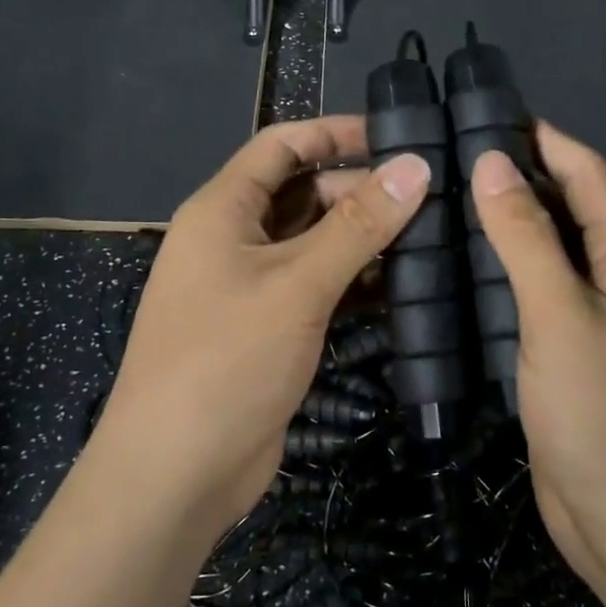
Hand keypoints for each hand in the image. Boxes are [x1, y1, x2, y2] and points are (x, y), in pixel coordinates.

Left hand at [94, 117, 430, 537]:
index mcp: (223, 209)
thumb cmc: (226, 359)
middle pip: (303, 193)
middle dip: (360, 190)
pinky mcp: (268, 328)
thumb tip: (415, 166)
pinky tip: (403, 286)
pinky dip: (354, 282)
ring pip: (314, 243)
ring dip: (363, 239)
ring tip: (431, 234)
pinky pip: (316, 287)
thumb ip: (357, 224)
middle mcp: (234, 239)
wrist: (174, 473)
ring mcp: (250, 286)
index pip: (282, 145)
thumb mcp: (297, 284)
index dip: (336, 133)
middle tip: (432, 195)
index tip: (398, 136)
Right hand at [467, 125, 605, 596]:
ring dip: (505, 227)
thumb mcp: (562, 317)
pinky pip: (535, 299)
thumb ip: (527, 237)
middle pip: (567, 208)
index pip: (587, 173)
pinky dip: (502, 276)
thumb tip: (494, 163)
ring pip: (547, 255)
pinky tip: (458, 273)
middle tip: (446, 157)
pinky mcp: (571, 358)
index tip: (485, 112)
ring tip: (441, 204)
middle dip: (517, 177)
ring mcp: (595, 322)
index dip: (543, 137)